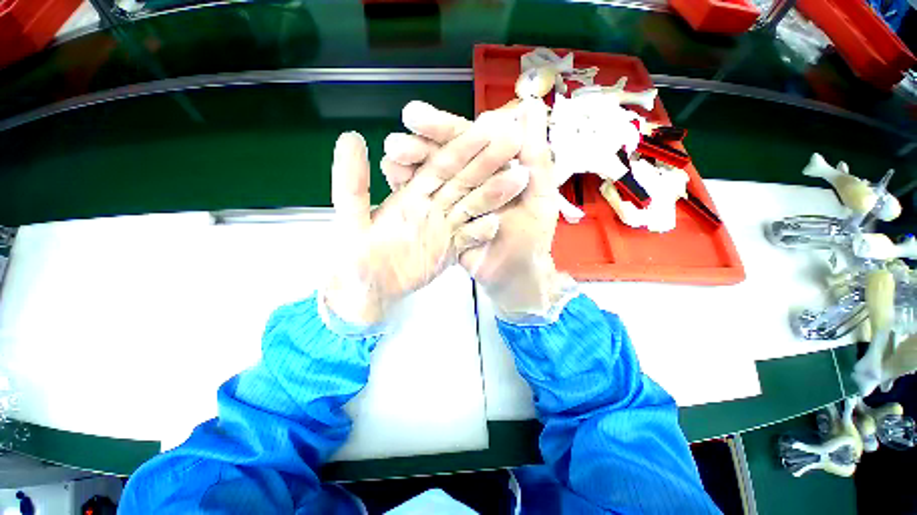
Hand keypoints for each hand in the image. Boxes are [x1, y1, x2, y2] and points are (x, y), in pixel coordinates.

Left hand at [326, 112, 527, 325]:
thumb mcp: (350, 218)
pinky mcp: (450, 249)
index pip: (438, 165)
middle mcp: (432, 206)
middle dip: (487, 162)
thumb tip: (352, 136)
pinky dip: (481, 233)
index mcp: (411, 194)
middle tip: (514, 143)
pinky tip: (496, 224)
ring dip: (493, 194)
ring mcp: (444, 228)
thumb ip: (352, 181)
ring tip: (519, 179)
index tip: (483, 128)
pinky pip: (469, 239)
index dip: (459, 147)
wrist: (367, 290)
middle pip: (463, 181)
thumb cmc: (353, 257)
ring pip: (471, 207)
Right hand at [383, 101, 573, 319]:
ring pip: (427, 184)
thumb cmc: (532, 235)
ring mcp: (452, 208)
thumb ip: (537, 156)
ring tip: (390, 160)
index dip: (441, 128)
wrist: (518, 272)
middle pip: (440, 162)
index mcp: (487, 171)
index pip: (463, 142)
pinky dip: (409, 198)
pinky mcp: (444, 230)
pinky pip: (425, 213)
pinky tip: (394, 184)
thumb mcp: (540, 195)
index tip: (414, 114)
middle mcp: (466, 184)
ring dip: (409, 171)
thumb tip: (531, 106)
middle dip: (417, 149)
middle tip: (395, 144)